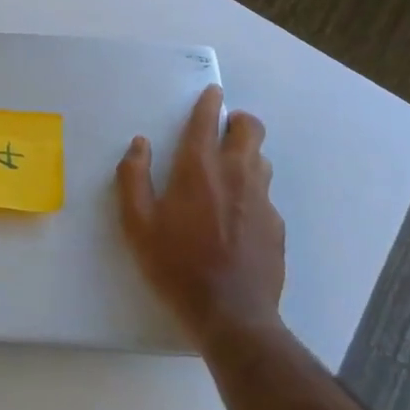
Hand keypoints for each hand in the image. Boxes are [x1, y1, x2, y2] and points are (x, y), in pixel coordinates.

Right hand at [117, 85, 285, 345]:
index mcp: (199, 168)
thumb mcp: (137, 224)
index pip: (208, 120)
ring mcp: (262, 200)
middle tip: (223, 130)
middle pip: (250, 129)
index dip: (209, 102)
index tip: (212, 92)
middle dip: (238, 121)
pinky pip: (266, 195)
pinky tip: (238, 218)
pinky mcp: (277, 226)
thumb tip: (140, 145)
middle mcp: (236, 174)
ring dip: (247, 155)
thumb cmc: (176, 266)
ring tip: (228, 172)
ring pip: (262, 159)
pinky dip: (252, 193)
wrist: (232, 318)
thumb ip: (133, 177)